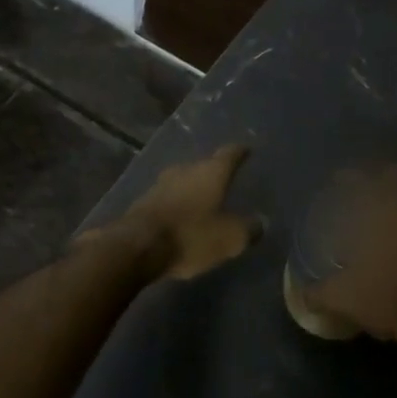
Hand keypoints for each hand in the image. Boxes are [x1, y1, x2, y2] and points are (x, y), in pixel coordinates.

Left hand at [98, 144, 259, 281]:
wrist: (136, 247)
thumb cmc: (191, 236)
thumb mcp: (230, 238)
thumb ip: (248, 229)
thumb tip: (260, 222)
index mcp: (210, 172)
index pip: (230, 154)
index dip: (240, 152)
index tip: (246, 150)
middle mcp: (185, 170)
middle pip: (204, 166)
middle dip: (215, 173)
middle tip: (226, 180)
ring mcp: (160, 184)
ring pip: (183, 181)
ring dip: (193, 189)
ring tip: (204, 199)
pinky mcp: (143, 202)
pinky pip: (167, 198)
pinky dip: (177, 204)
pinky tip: (181, 216)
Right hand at [301, 166, 396, 345]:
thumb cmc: (389, 297)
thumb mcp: (344, 298)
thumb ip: (319, 292)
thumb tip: (304, 294)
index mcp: (380, 206)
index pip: (357, 178)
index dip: (345, 178)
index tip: (338, 183)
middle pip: (394, 173)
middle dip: (380, 178)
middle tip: (370, 192)